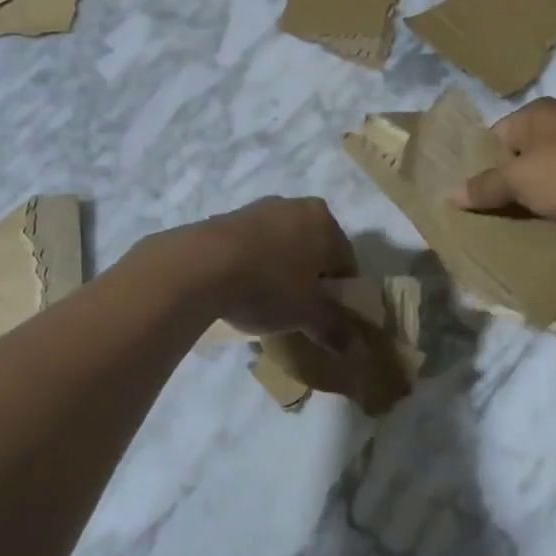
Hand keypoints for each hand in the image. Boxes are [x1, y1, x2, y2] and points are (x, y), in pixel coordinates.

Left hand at [182, 196, 358, 346]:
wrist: (199, 266)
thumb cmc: (268, 285)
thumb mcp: (306, 314)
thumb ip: (334, 329)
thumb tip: (357, 349)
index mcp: (325, 221)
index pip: (346, 261)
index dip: (340, 293)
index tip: (326, 317)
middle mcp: (296, 206)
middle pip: (314, 249)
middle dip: (310, 278)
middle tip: (298, 309)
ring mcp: (260, 208)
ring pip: (283, 245)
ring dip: (281, 270)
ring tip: (265, 301)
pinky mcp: (228, 216)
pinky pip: (254, 244)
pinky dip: (254, 263)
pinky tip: (240, 288)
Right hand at [449, 98, 555, 230]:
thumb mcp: (520, 179)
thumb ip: (485, 186)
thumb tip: (449, 194)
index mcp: (535, 114)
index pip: (495, 137)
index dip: (480, 166)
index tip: (470, 197)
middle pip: (521, 158)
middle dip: (507, 187)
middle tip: (488, 217)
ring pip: (548, 177)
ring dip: (536, 200)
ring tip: (517, 227)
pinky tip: (553, 228)